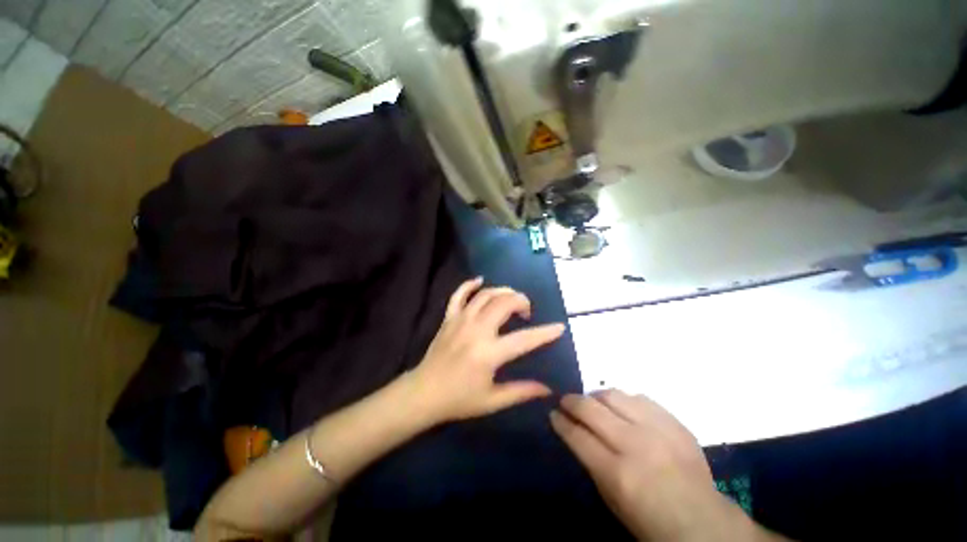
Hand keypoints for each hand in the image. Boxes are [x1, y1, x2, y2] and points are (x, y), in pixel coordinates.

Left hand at [410, 277, 565, 423]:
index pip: (524, 339)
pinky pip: (458, 294)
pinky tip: (480, 281)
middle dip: (521, 301)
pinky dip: (469, 285)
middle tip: (527, 311)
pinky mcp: (448, 318)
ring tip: (511, 299)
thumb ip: (521, 391)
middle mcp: (476, 330)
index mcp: (489, 353)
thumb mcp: (492, 401)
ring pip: (485, 295)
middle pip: (504, 304)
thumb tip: (548, 389)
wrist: (423, 393)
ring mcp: (460, 320)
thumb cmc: (459, 399)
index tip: (559, 327)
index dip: (545, 333)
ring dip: (502, 291)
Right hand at [551, 391, 769, 541]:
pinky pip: (640, 398)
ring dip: (596, 396)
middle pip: (591, 408)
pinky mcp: (675, 422)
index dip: (560, 421)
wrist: (703, 522)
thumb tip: (574, 430)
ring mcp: (658, 430)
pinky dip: (624, 400)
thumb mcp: (612, 500)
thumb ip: (591, 462)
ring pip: (614, 395)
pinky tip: (622, 408)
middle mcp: (636, 444)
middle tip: (565, 401)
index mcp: (618, 473)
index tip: (553, 414)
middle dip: (571, 401)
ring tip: (593, 402)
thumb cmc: (649, 520)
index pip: (577, 435)